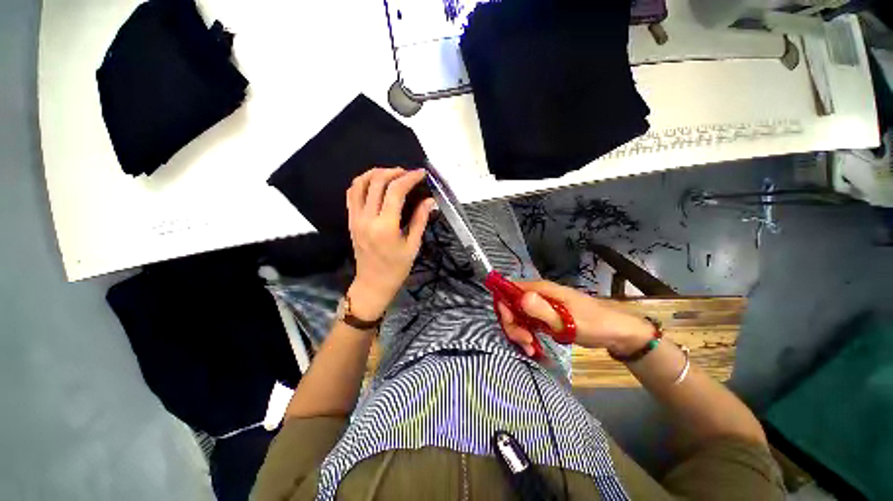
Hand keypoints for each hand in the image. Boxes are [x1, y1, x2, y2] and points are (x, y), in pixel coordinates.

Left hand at [346, 168, 434, 320]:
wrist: (373, 282)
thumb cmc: (397, 267)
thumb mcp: (413, 245)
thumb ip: (420, 220)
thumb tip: (429, 200)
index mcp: (386, 226)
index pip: (395, 191)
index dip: (409, 178)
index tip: (421, 174)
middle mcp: (367, 218)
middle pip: (377, 182)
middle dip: (394, 172)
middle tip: (408, 174)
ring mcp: (355, 218)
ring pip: (360, 183)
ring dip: (376, 173)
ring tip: (391, 174)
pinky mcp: (350, 220)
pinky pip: (352, 194)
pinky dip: (362, 182)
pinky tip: (375, 183)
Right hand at [496, 280, 655, 356]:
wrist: (616, 333)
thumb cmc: (593, 324)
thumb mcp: (567, 320)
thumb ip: (542, 310)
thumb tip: (519, 297)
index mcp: (541, 289)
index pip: (510, 290)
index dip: (505, 306)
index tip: (513, 325)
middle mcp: (537, 294)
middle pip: (511, 305)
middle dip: (513, 324)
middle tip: (525, 342)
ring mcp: (541, 305)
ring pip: (518, 315)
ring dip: (520, 332)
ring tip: (531, 348)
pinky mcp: (545, 316)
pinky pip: (528, 323)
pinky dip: (527, 335)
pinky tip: (534, 347)